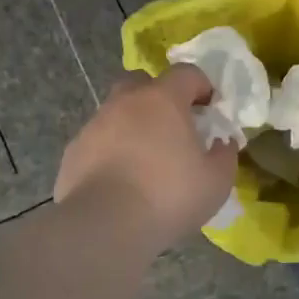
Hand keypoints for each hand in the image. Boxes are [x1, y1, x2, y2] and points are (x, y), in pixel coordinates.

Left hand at [54, 65, 238, 249]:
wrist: (104, 225)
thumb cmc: (168, 196)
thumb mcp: (216, 182)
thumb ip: (224, 156)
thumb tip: (222, 143)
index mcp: (162, 100)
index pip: (186, 73)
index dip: (201, 85)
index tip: (210, 107)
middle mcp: (125, 102)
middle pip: (141, 82)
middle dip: (157, 95)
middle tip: (171, 125)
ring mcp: (94, 125)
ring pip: (115, 112)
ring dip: (131, 125)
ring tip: (144, 158)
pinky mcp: (73, 151)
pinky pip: (97, 141)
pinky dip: (109, 151)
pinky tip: (118, 179)